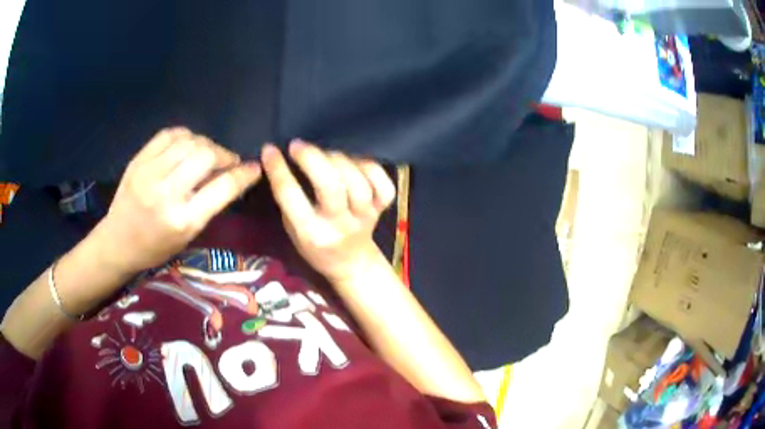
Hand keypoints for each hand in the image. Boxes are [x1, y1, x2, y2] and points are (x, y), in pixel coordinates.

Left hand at [93, 128, 261, 274]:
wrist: (117, 242)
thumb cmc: (155, 247)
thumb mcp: (187, 236)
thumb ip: (208, 205)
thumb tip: (230, 175)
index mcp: (182, 220)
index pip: (222, 188)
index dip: (243, 174)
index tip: (254, 168)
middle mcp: (166, 193)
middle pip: (206, 156)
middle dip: (223, 155)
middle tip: (226, 162)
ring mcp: (149, 173)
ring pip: (189, 141)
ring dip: (205, 144)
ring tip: (206, 153)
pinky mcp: (138, 160)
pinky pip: (169, 134)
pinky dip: (185, 135)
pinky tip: (187, 144)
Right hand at [261, 140, 395, 284]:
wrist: (352, 263)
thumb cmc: (315, 247)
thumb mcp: (292, 230)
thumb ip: (289, 202)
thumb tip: (284, 161)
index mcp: (311, 233)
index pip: (291, 196)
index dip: (278, 169)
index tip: (269, 150)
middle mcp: (339, 225)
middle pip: (331, 186)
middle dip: (312, 158)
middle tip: (297, 146)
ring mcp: (364, 217)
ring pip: (357, 183)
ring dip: (338, 159)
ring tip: (325, 153)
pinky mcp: (381, 210)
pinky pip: (383, 185)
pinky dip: (370, 167)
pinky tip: (354, 162)